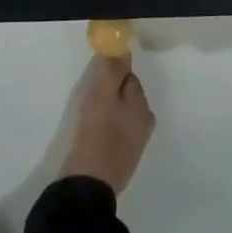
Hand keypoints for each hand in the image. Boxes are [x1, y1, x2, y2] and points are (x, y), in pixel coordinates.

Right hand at [62, 56, 155, 195]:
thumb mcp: (103, 95)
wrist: (89, 185)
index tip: (95, 77)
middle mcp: (144, 124)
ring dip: (106, 109)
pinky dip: (104, 126)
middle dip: (110, 90)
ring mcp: (133, 144)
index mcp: (143, 108)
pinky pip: (113, 131)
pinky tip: (91, 132)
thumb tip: (122, 47)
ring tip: (88, 114)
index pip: (129, 77)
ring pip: (119, 113)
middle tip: (89, 96)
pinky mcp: (120, 159)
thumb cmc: (98, 134)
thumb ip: (113, 69)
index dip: (112, 73)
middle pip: (126, 95)